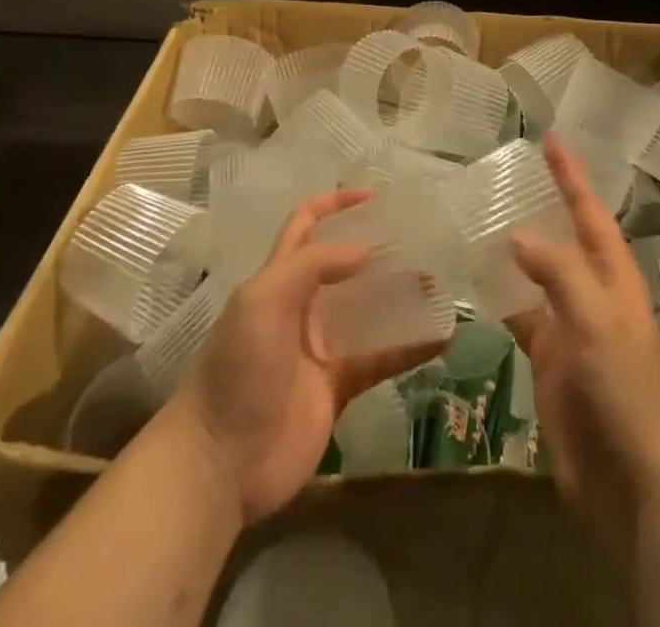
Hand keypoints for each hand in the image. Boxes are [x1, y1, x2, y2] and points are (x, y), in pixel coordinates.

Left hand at [159, 189, 442, 525]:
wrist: (219, 463)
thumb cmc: (238, 367)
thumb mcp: (265, 299)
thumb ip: (314, 265)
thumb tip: (367, 250)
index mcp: (279, 278)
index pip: (306, 225)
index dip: (335, 204)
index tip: (374, 196)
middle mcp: (302, 306)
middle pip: (345, 266)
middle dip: (378, 250)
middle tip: (418, 240)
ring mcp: (321, 348)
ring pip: (368, 311)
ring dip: (400, 296)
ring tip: (437, 284)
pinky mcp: (338, 387)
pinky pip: (380, 359)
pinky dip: (410, 348)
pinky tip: (440, 338)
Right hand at [507, 136, 659, 536]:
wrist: (625, 476)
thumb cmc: (619, 388)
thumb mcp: (594, 319)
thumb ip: (558, 271)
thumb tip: (517, 236)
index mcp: (614, 276)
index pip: (589, 211)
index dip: (571, 175)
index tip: (552, 139)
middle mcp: (593, 292)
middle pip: (564, 235)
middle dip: (544, 203)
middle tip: (508, 174)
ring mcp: (570, 324)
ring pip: (538, 272)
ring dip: (515, 248)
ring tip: (481, 218)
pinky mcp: (549, 356)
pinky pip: (522, 311)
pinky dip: (502, 294)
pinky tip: (474, 281)